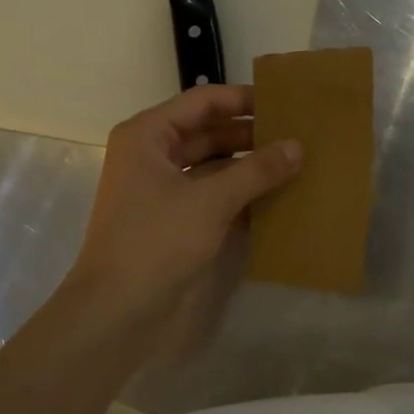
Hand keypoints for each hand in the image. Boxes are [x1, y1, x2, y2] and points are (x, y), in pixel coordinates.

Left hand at [64, 85, 300, 339]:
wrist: (116, 313)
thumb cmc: (156, 242)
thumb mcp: (211, 201)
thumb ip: (257, 170)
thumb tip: (298, 146)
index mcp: (148, 136)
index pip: (203, 101)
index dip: (243, 100)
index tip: (285, 103)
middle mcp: (152, 155)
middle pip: (208, 132)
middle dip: (250, 135)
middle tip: (297, 135)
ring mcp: (161, 189)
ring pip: (212, 165)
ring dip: (248, 166)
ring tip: (293, 164)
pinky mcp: (172, 219)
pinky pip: (211, 194)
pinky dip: (239, 193)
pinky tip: (275, 198)